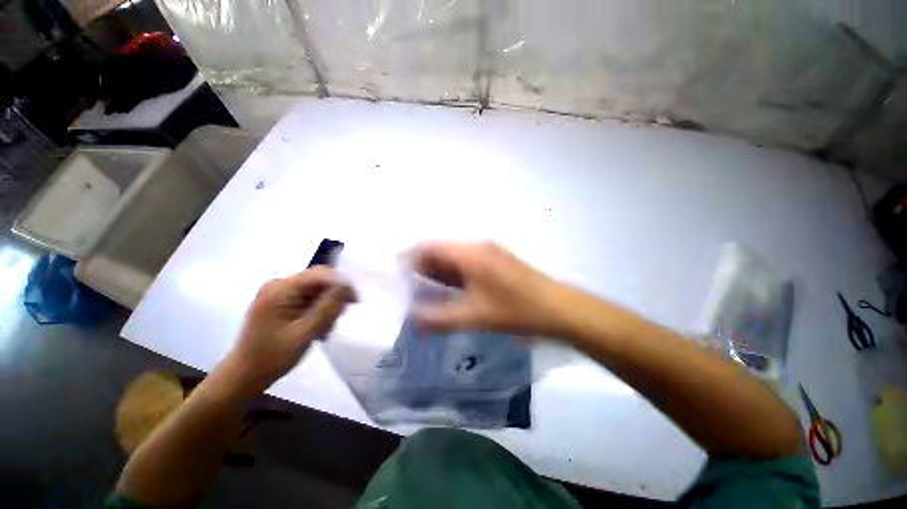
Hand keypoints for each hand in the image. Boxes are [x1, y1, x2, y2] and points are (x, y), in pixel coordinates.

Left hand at [224, 267, 354, 392]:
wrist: (244, 374)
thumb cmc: (272, 357)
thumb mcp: (305, 333)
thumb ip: (327, 308)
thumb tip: (346, 285)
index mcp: (279, 289)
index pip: (320, 274)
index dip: (341, 283)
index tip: (354, 301)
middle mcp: (278, 284)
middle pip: (319, 278)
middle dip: (334, 294)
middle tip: (340, 315)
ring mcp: (278, 291)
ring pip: (316, 287)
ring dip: (327, 303)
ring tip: (326, 326)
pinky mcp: (281, 299)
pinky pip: (309, 295)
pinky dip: (318, 307)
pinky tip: (317, 324)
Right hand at [411, 241, 563, 335]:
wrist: (558, 308)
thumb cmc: (516, 310)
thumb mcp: (474, 316)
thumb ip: (439, 318)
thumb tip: (412, 319)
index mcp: (469, 253)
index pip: (429, 246)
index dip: (409, 258)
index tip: (396, 275)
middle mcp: (477, 246)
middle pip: (441, 250)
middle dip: (422, 267)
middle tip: (407, 288)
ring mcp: (489, 252)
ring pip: (454, 257)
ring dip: (438, 271)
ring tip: (423, 291)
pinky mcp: (496, 261)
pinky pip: (467, 263)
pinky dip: (453, 274)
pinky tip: (448, 289)